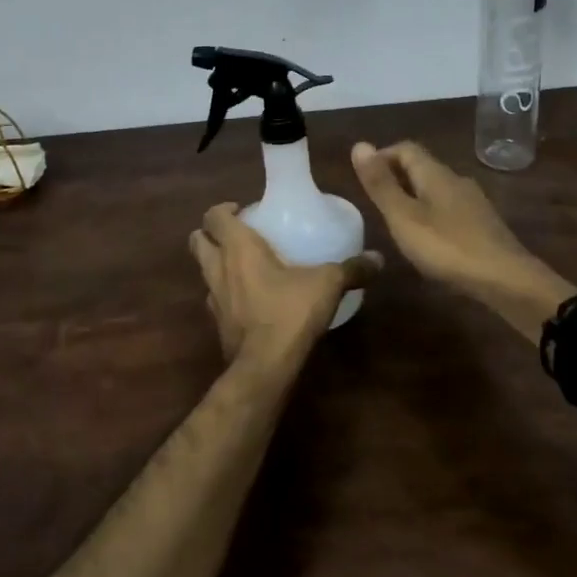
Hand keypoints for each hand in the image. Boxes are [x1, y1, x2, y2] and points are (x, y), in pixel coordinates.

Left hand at [189, 204, 382, 365]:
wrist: (264, 366)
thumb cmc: (289, 312)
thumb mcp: (326, 285)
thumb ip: (351, 269)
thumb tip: (378, 258)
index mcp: (237, 247)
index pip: (214, 216)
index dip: (222, 209)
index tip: (242, 209)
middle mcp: (218, 268)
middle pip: (197, 240)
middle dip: (210, 234)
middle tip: (237, 234)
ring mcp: (214, 297)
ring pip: (203, 270)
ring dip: (215, 263)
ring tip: (242, 265)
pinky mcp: (217, 323)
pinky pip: (215, 299)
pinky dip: (225, 293)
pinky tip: (248, 299)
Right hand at [350, 141, 573, 338]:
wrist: (508, 281)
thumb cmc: (448, 247)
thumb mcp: (403, 217)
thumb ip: (381, 184)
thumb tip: (359, 144)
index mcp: (435, 173)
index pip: (405, 148)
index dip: (382, 156)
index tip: (364, 177)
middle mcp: (456, 180)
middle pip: (422, 166)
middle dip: (396, 176)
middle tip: (375, 200)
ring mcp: (474, 203)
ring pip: (436, 188)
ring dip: (414, 196)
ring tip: (396, 220)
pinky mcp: (484, 225)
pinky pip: (450, 208)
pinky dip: (431, 213)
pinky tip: (427, 238)